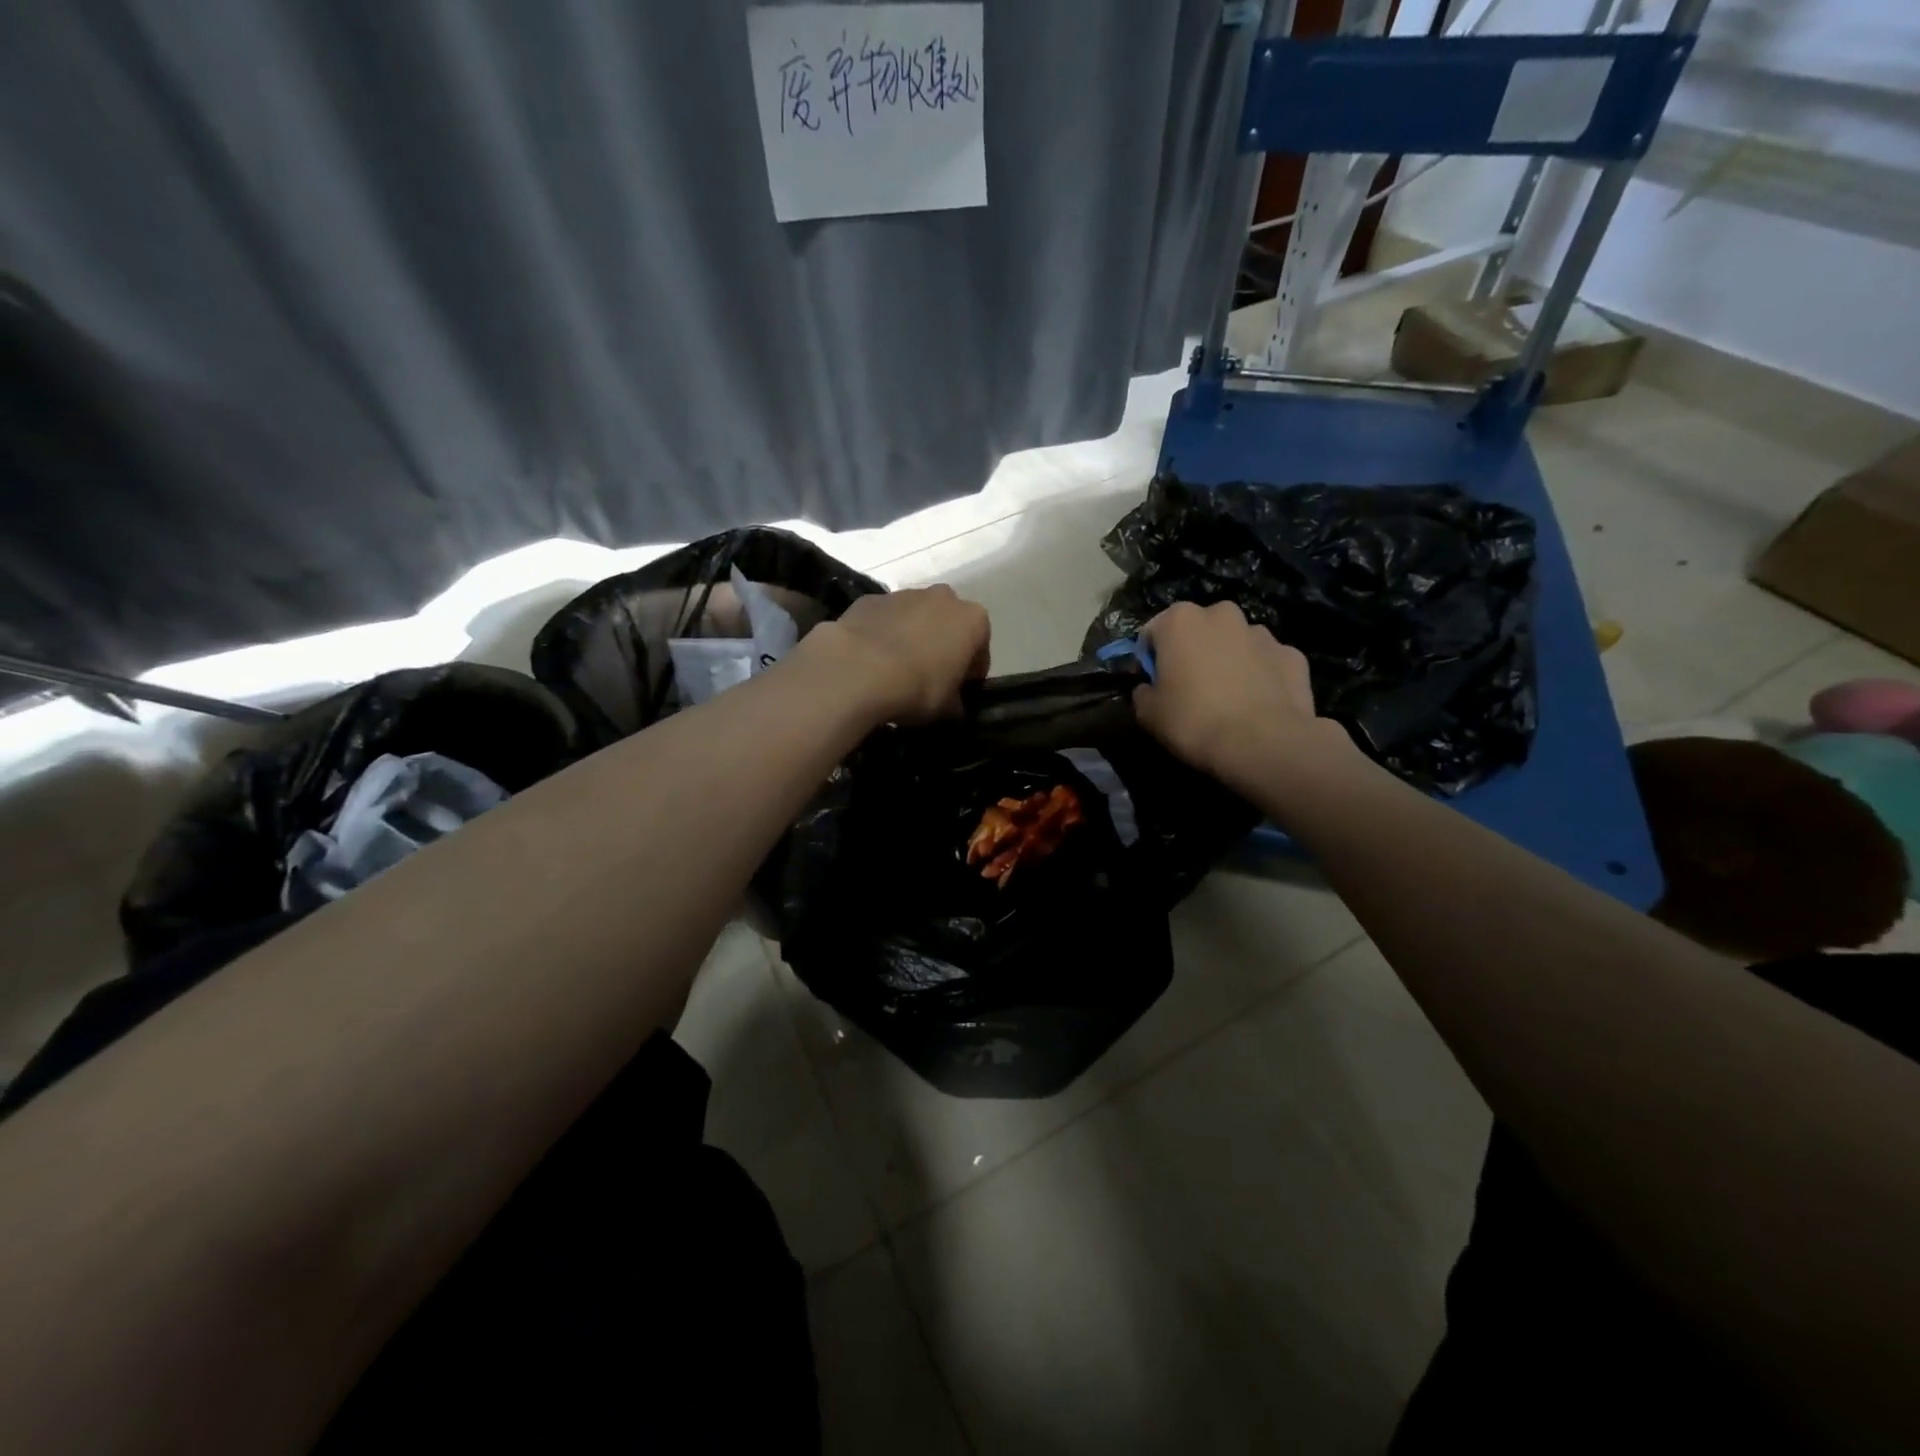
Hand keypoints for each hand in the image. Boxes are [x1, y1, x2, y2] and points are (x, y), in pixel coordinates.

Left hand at [798, 586, 990, 724]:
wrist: (858, 670)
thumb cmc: (918, 688)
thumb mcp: (948, 709)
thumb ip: (956, 703)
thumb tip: (952, 706)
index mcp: (973, 620)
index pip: (980, 648)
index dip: (971, 673)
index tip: (959, 691)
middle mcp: (943, 597)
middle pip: (948, 624)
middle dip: (942, 646)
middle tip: (929, 678)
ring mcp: (903, 594)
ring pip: (915, 617)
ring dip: (911, 637)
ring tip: (895, 671)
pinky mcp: (869, 599)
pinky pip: (883, 619)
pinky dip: (881, 635)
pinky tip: (870, 661)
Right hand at [1133, 601, 1354, 799]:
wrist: (1262, 744)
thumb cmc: (1194, 721)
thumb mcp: (1148, 713)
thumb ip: (1143, 692)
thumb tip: (1150, 688)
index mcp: (1180, 620)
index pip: (1153, 632)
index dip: (1151, 658)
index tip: (1155, 683)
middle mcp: (1222, 615)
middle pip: (1199, 630)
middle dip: (1194, 651)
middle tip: (1191, 689)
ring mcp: (1262, 633)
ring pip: (1236, 643)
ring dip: (1229, 660)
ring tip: (1228, 699)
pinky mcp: (1293, 655)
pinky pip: (1267, 662)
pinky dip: (1261, 676)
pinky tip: (1257, 704)